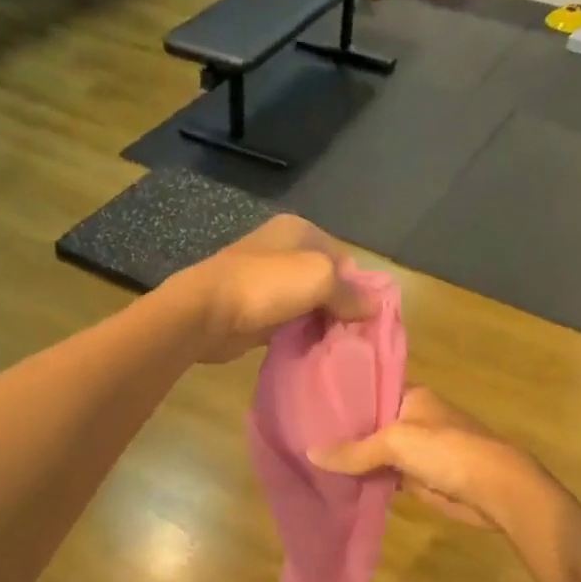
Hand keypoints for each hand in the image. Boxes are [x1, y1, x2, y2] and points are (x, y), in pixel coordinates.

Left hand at [164, 215, 373, 363]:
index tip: (368, 316)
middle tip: (356, 336)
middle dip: (342, 307)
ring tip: (339, 347)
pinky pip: (290, 322)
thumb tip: (373, 307)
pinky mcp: (257, 311)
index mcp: (300, 230)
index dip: (359, 286)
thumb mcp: (320, 278)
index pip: (344, 258)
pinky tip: (314, 351)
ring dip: (322, 324)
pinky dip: (302, 335)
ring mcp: (268, 282)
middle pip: (327, 281)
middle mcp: (284, 251)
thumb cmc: (267, 285)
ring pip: (309, 304)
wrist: (207, 313)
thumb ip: (350, 292)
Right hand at [309, 387, 546, 529]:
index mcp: (412, 396)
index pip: (370, 392)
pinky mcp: (420, 478)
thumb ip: (355, 450)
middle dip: (343, 434)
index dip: (343, 400)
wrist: (494, 488)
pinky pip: (386, 476)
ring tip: (309, 461)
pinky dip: (368, 481)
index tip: (308, 407)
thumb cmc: (447, 450)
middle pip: (371, 425)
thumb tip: (310, 453)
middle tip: (300, 437)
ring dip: (354, 461)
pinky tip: (338, 484)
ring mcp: (417, 450)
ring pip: (377, 453)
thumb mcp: (396, 442)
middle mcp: (413, 419)